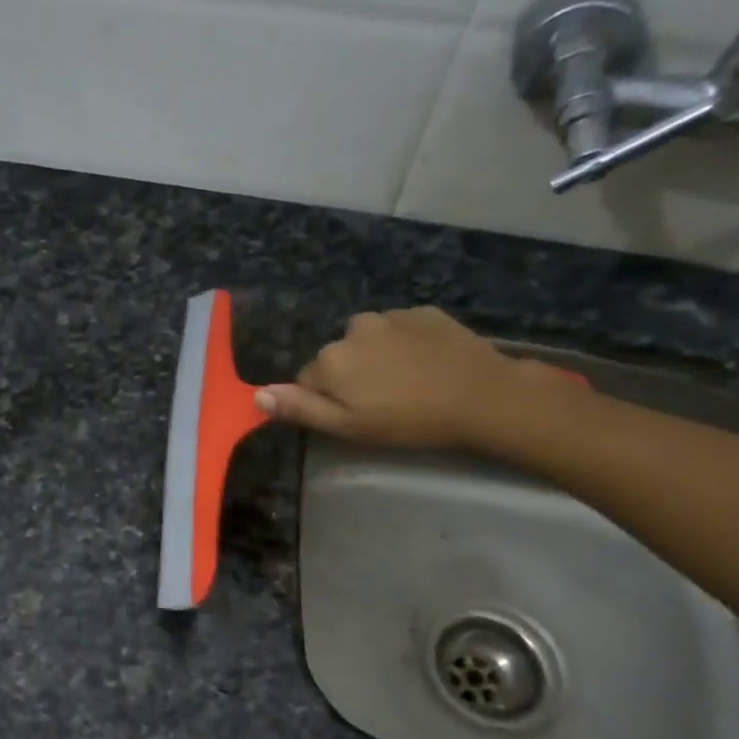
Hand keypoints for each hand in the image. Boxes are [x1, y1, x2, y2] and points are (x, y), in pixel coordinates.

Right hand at [256, 307, 554, 451]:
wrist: (480, 396)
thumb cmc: (407, 420)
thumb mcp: (348, 426)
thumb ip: (300, 408)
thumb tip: (257, 395)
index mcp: (330, 359)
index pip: (308, 379)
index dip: (327, 400)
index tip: (354, 415)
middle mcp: (353, 329)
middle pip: (338, 356)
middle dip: (351, 375)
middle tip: (383, 402)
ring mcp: (390, 316)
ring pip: (368, 340)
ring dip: (377, 357)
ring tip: (407, 382)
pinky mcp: (423, 312)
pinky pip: (400, 328)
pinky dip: (406, 344)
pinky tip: (426, 365)